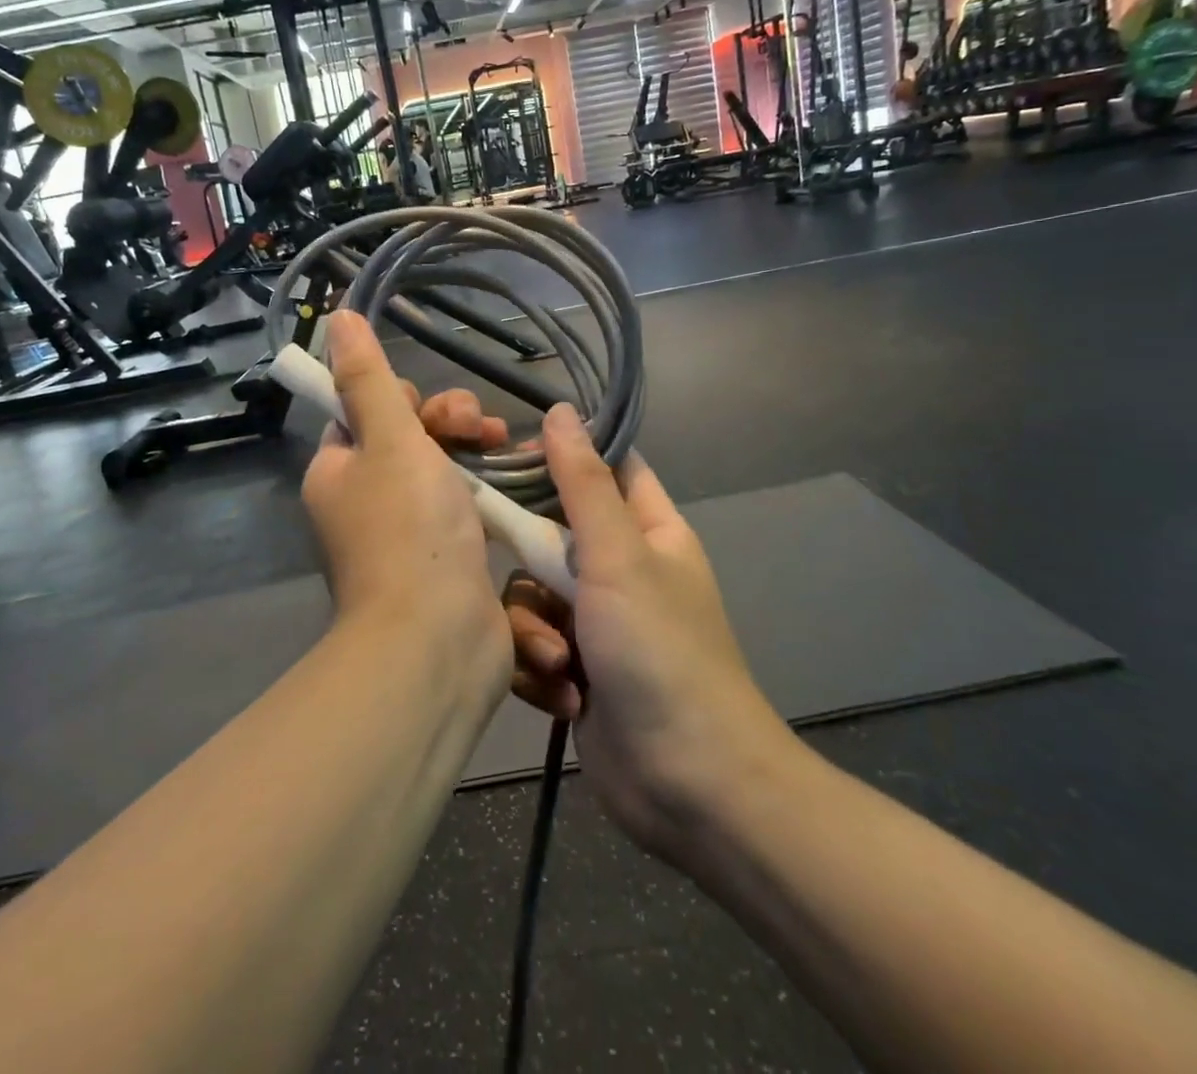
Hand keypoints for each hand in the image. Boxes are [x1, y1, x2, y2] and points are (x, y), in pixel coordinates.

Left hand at [300, 312, 511, 688]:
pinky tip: (520, 480)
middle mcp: (363, 501)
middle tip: (483, 428)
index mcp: (338, 471)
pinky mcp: (442, 558)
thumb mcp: (389, 440)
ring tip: (509, 447)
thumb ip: (368, 377)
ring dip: (474, 451)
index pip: (364, 411)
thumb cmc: (410, 531)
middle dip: (449, 422)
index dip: (403, 399)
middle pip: (407, 437)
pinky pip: (462, 505)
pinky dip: (486, 489)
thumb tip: (336, 316)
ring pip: (439, 469)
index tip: (433, 411)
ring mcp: (404, 533)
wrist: (437, 641)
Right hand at [506, 404, 799, 859]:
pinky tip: (562, 697)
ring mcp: (596, 622)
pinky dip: (539, 669)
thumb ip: (582, 484)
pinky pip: (532, 645)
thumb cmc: (661, 652)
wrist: (690, 786)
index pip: (604, 467)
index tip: (505, 454)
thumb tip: (559, 411)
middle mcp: (620, 569)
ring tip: (558, 663)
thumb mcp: (619, 556)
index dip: (559, 454)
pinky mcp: (575, 669)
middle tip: (523, 571)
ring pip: (531, 595)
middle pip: (550, 533)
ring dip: (534, 630)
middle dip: (531, 562)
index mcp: (648, 530)